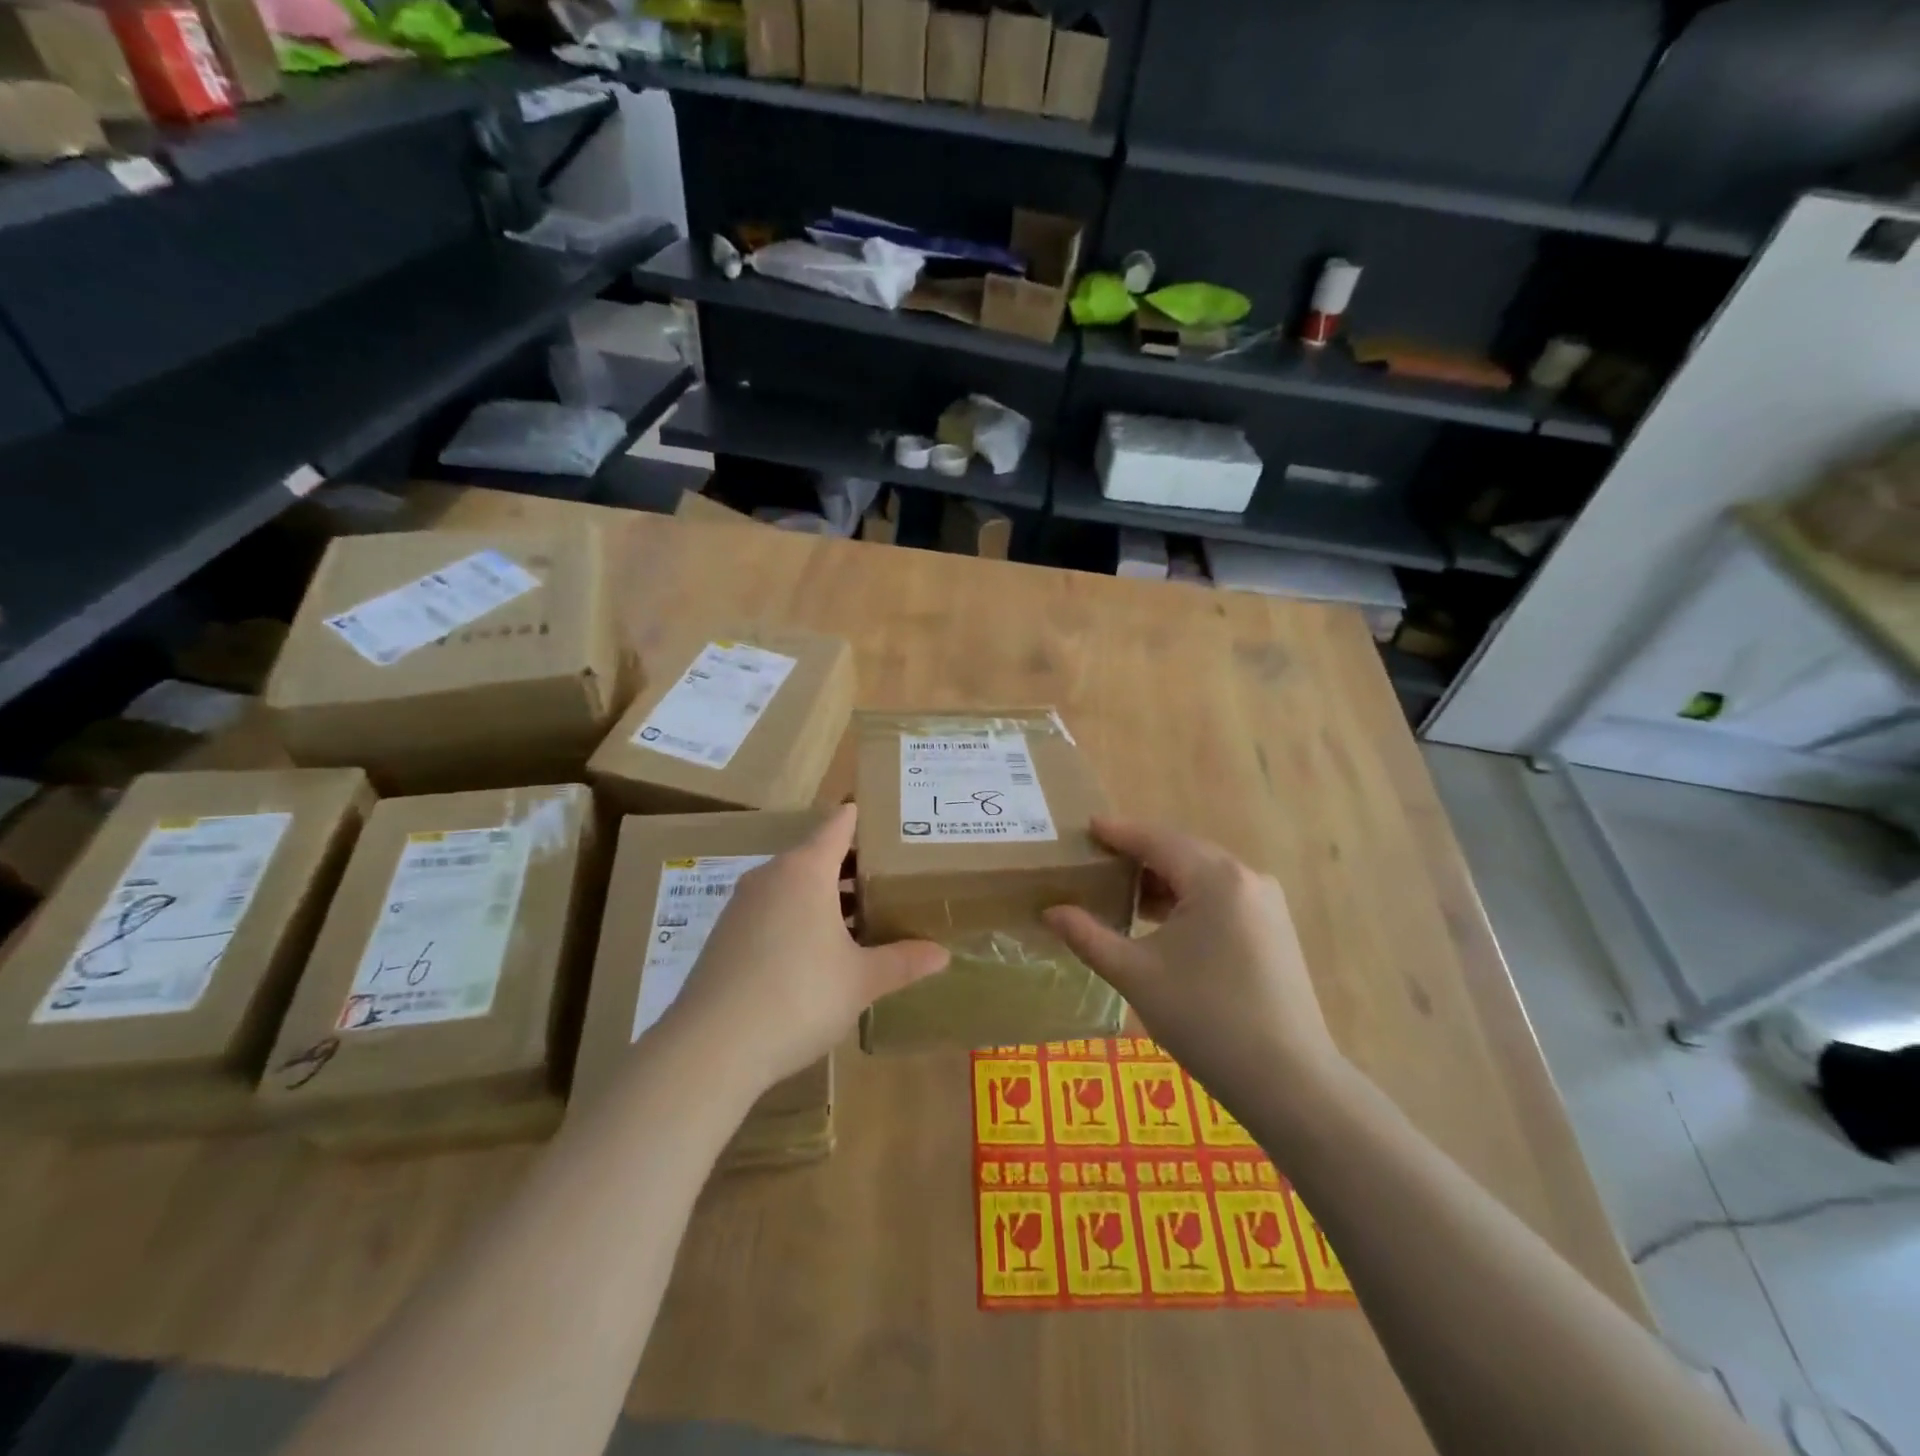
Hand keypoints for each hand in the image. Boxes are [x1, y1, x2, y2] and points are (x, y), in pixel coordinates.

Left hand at [667, 804, 949, 1089]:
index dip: (868, 820)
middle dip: (856, 867)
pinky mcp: (726, 935)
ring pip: (794, 884)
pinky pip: (773, 910)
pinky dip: (800, 917)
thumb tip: (943, 954)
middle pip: (818, 854)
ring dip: (828, 896)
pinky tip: (820, 953)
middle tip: (894, 880)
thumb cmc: (798, 997)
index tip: (897, 826)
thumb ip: (903, 961)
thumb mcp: (861, 980)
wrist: (710, 1048)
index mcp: (805, 869)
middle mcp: (771, 875)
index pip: (840, 824)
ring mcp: (743, 905)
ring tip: (865, 918)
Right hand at [1042, 818, 1344, 1103]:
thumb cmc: (1206, 1019)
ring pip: (1202, 875)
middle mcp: (1246, 877)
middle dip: (1137, 856)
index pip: (1155, 840)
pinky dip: (1187, 899)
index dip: (1118, 833)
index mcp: (1215, 878)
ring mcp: (1266, 903)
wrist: (1289, 1082)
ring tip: (1121, 894)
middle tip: (1095, 863)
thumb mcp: (1136, 975)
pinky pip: (1221, 896)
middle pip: (1181, 852)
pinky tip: (1162, 922)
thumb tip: (1050, 912)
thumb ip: (1088, 936)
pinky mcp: (1274, 929)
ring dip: (1163, 880)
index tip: (1085, 827)